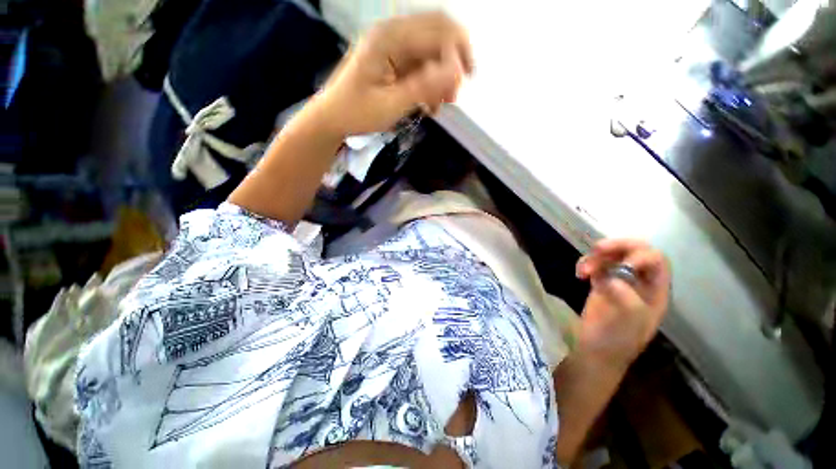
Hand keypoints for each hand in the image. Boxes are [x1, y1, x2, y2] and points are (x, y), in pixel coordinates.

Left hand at [311, 12, 472, 136]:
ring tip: (440, 105)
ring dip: (441, 76)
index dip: (457, 53)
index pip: (437, 31)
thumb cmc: (357, 113)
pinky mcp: (393, 60)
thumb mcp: (391, 104)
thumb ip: (423, 87)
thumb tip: (456, 73)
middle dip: (453, 62)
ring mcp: (392, 46)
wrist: (333, 118)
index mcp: (389, 38)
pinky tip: (429, 104)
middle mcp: (393, 33)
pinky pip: (421, 65)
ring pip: (431, 51)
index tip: (464, 83)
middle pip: (437, 33)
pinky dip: (429, 83)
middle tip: (455, 94)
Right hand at [575, 239, 670, 369]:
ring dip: (596, 257)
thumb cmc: (617, 339)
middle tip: (597, 249)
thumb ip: (626, 293)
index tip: (622, 264)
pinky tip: (579, 273)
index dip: (641, 256)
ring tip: (583, 270)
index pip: (656, 262)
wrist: (595, 351)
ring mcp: (619, 282)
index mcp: (655, 291)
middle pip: (634, 253)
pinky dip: (586, 263)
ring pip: (612, 257)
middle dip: (617, 247)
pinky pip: (595, 265)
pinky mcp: (600, 284)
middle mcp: (639, 283)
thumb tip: (609, 275)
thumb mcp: (629, 318)